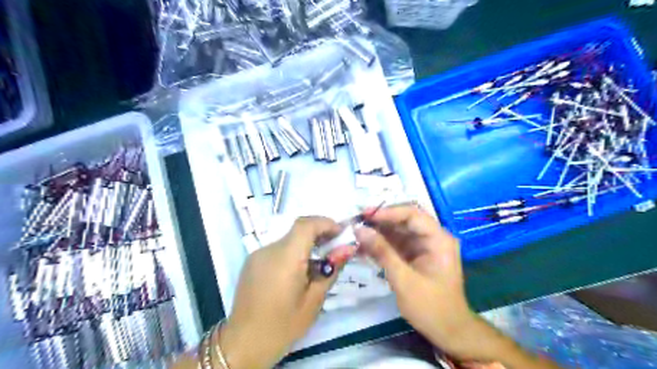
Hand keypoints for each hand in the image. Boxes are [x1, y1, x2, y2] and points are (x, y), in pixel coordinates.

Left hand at [219, 217, 354, 368]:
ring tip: (318, 263)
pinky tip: (297, 272)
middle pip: (297, 230)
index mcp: (285, 258)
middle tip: (335, 247)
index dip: (325, 223)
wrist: (244, 343)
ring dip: (306, 244)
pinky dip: (292, 252)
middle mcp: (269, 249)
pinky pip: (278, 249)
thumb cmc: (283, 325)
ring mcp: (257, 254)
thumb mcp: (314, 301)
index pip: (306, 225)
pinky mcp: (252, 261)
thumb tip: (347, 249)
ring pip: (288, 239)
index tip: (341, 233)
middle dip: (319, 233)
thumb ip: (331, 270)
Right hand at [357, 206, 480, 361]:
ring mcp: (423, 247)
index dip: (388, 212)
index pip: (412, 215)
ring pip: (397, 231)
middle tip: (356, 222)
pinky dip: (380, 245)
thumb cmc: (431, 307)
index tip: (365, 215)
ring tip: (355, 234)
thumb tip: (359, 229)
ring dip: (377, 233)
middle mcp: (432, 238)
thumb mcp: (403, 279)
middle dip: (380, 221)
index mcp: (438, 239)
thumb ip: (382, 252)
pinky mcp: (414, 256)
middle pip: (403, 221)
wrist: (448, 332)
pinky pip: (395, 244)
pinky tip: (363, 247)